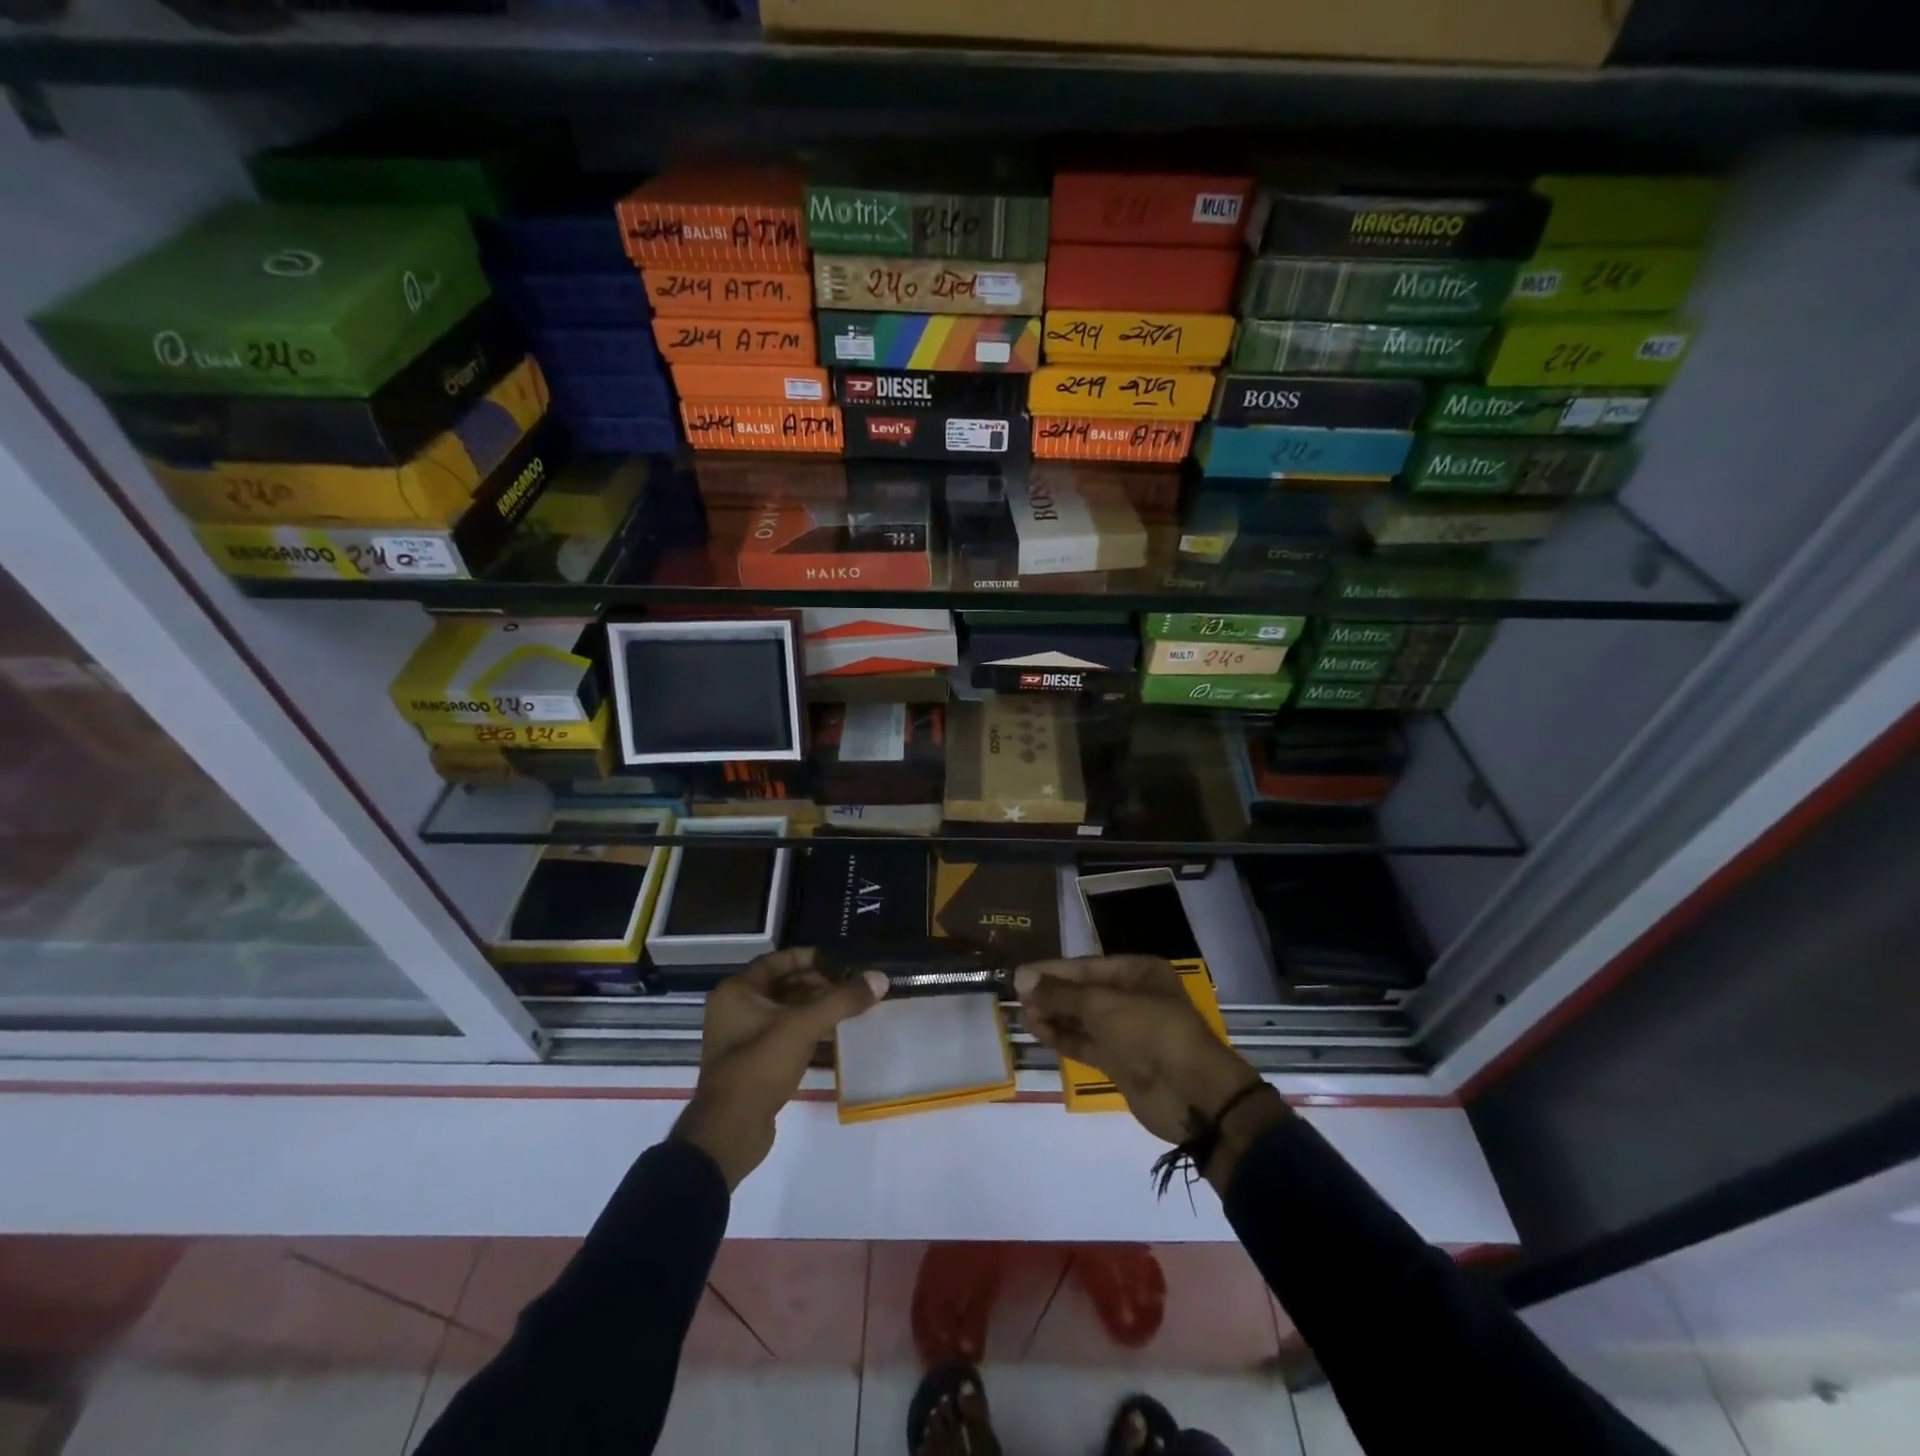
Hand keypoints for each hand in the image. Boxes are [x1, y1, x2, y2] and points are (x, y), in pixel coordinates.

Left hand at [673, 948, 888, 1189]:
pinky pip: (786, 1036)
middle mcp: (736, 1009)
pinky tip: (837, 1035)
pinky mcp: (755, 1063)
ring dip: (818, 1009)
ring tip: (852, 1009)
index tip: (844, 962)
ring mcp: (744, 1038)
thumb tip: (880, 977)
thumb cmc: (760, 1067)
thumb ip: (842, 1000)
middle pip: (785, 985)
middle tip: (853, 987)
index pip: (780, 960)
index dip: (813, 958)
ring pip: (787, 1012)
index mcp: (738, 991)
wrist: (729, 1133)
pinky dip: (810, 1032)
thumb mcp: (803, 1027)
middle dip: (820, 984)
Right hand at [1016, 956, 1281, 1183]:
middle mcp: (1132, 997)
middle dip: (1051, 993)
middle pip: (1083, 991)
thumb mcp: (1101, 1005)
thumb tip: (1021, 978)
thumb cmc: (1149, 1032)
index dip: (1052, 970)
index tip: (1020, 974)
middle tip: (1015, 995)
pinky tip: (1038, 1031)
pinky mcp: (1120, 1061)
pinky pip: (1086, 1043)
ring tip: (1020, 1014)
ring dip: (1054, 1015)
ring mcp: (1127, 1032)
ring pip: (1082, 1019)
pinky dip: (1063, 1037)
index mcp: (1138, 973)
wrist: (1191, 1095)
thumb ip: (1060, 994)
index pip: (1086, 966)